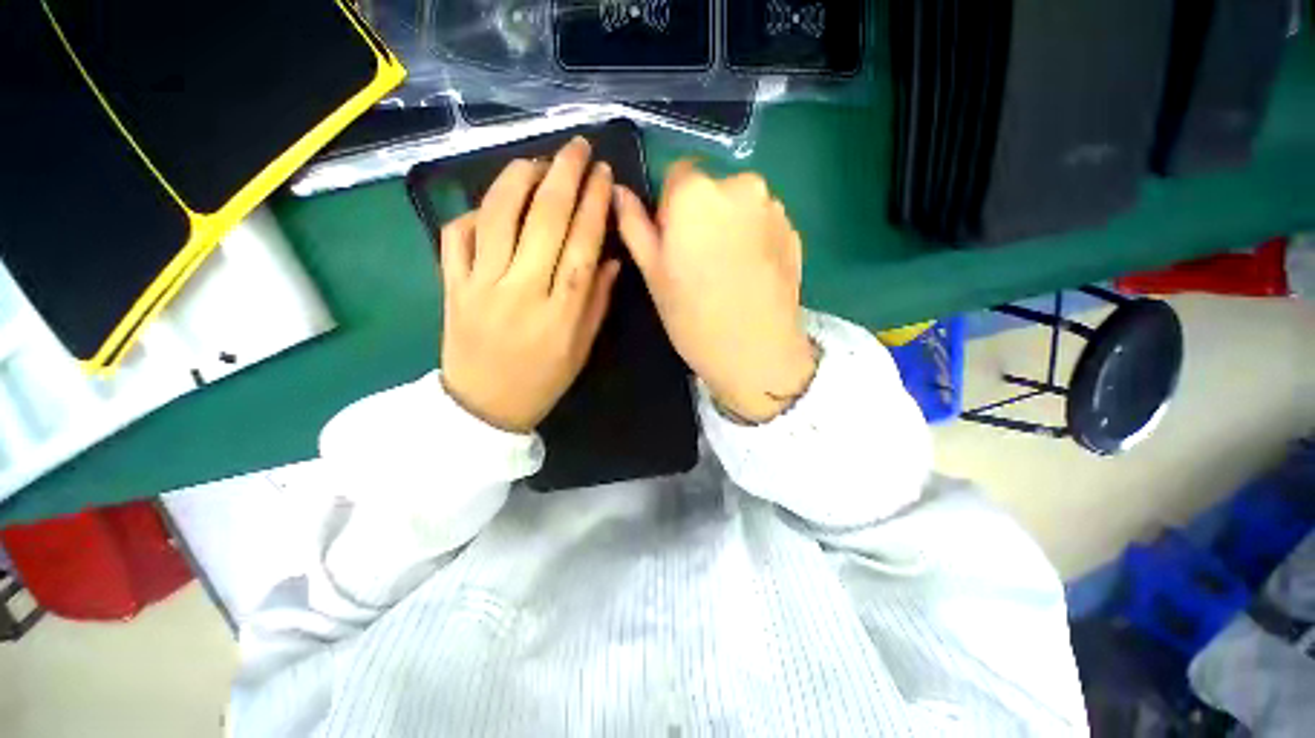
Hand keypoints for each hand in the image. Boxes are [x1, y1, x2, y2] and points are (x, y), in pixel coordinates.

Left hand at [439, 137, 620, 432]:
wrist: (483, 406)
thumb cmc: (543, 380)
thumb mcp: (581, 348)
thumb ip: (597, 301)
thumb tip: (610, 259)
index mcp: (561, 311)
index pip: (582, 244)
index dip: (594, 204)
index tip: (602, 174)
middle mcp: (522, 290)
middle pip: (544, 219)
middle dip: (563, 175)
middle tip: (576, 147)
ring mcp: (480, 285)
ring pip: (497, 216)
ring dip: (517, 180)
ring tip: (535, 163)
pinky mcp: (450, 286)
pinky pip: (456, 236)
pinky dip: (473, 213)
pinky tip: (491, 207)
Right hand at [615, 161, 815, 422]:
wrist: (757, 354)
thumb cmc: (694, 317)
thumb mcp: (653, 274)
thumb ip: (634, 226)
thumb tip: (618, 192)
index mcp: (697, 193)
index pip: (677, 175)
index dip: (670, 209)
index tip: (673, 245)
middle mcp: (741, 185)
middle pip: (712, 189)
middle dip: (702, 216)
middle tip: (699, 263)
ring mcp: (774, 208)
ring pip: (739, 205)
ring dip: (730, 226)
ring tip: (728, 273)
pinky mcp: (795, 231)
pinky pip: (764, 223)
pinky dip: (754, 239)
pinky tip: (751, 276)